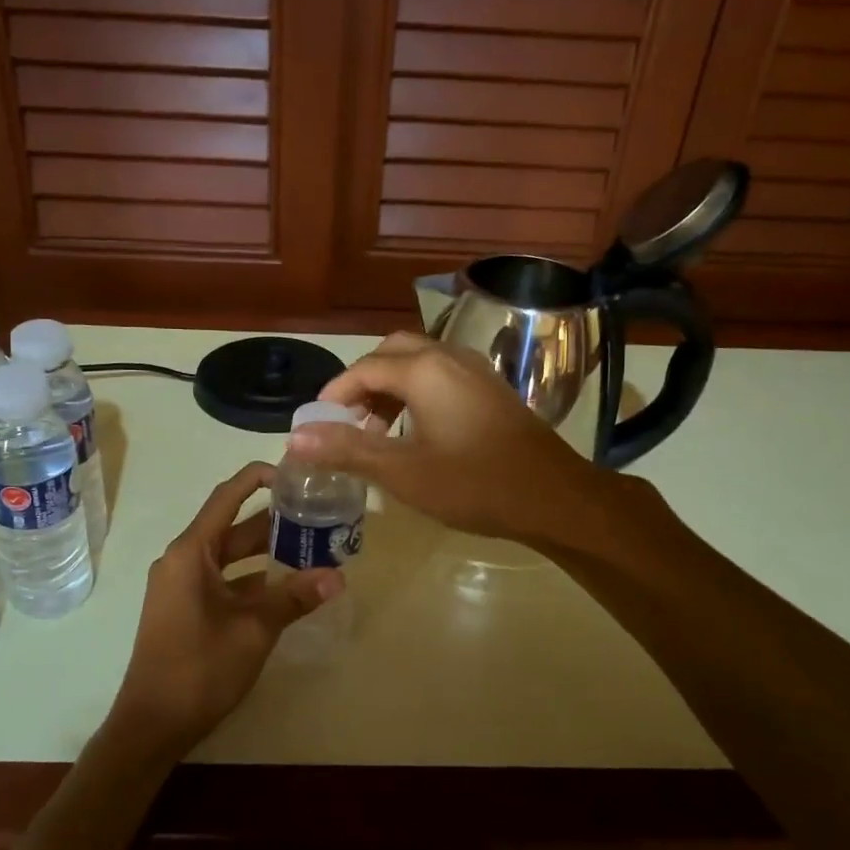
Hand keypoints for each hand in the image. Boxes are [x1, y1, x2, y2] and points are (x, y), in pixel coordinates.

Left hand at [108, 462, 341, 756]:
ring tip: (311, 547)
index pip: (227, 497)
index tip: (295, 476)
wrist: (151, 725)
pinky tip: (286, 586)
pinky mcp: (185, 608)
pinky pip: (223, 580)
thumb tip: (338, 576)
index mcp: (190, 552)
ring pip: (230, 556)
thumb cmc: (199, 668)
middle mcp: (182, 560)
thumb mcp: (254, 629)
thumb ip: (294, 597)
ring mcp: (181, 586)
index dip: (259, 478)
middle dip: (273, 521)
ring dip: (265, 552)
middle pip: (232, 527)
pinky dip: (252, 579)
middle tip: (317, 514)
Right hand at [289, 332, 603, 545]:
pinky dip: (417, 392)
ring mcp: (475, 370)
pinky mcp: (491, 388)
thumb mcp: (402, 472)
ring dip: (390, 387)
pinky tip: (416, 431)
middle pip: (392, 352)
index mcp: (424, 370)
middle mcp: (449, 357)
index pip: (363, 368)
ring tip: (376, 431)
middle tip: (347, 421)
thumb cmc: (474, 484)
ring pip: (419, 362)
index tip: (318, 424)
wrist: (554, 497)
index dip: (334, 393)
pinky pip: (441, 375)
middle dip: (363, 382)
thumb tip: (295, 438)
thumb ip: (347, 450)